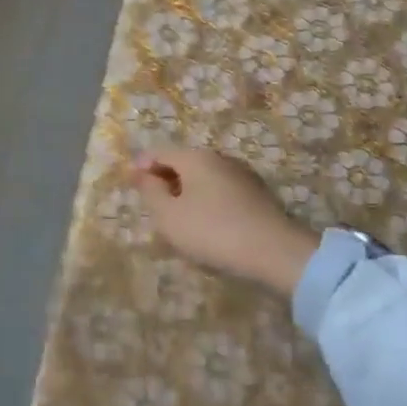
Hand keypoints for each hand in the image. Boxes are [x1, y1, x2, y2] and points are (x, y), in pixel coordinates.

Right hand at [130, 146, 319, 297]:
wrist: (275, 252)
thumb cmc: (212, 232)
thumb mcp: (169, 216)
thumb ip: (150, 192)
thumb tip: (142, 174)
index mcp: (194, 157)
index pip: (159, 152)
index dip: (141, 166)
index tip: (131, 183)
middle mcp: (218, 158)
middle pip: (183, 162)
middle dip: (165, 178)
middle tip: (152, 201)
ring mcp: (242, 174)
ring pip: (203, 177)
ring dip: (187, 190)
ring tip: (177, 214)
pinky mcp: (257, 194)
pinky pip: (221, 190)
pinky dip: (207, 200)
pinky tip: (206, 222)